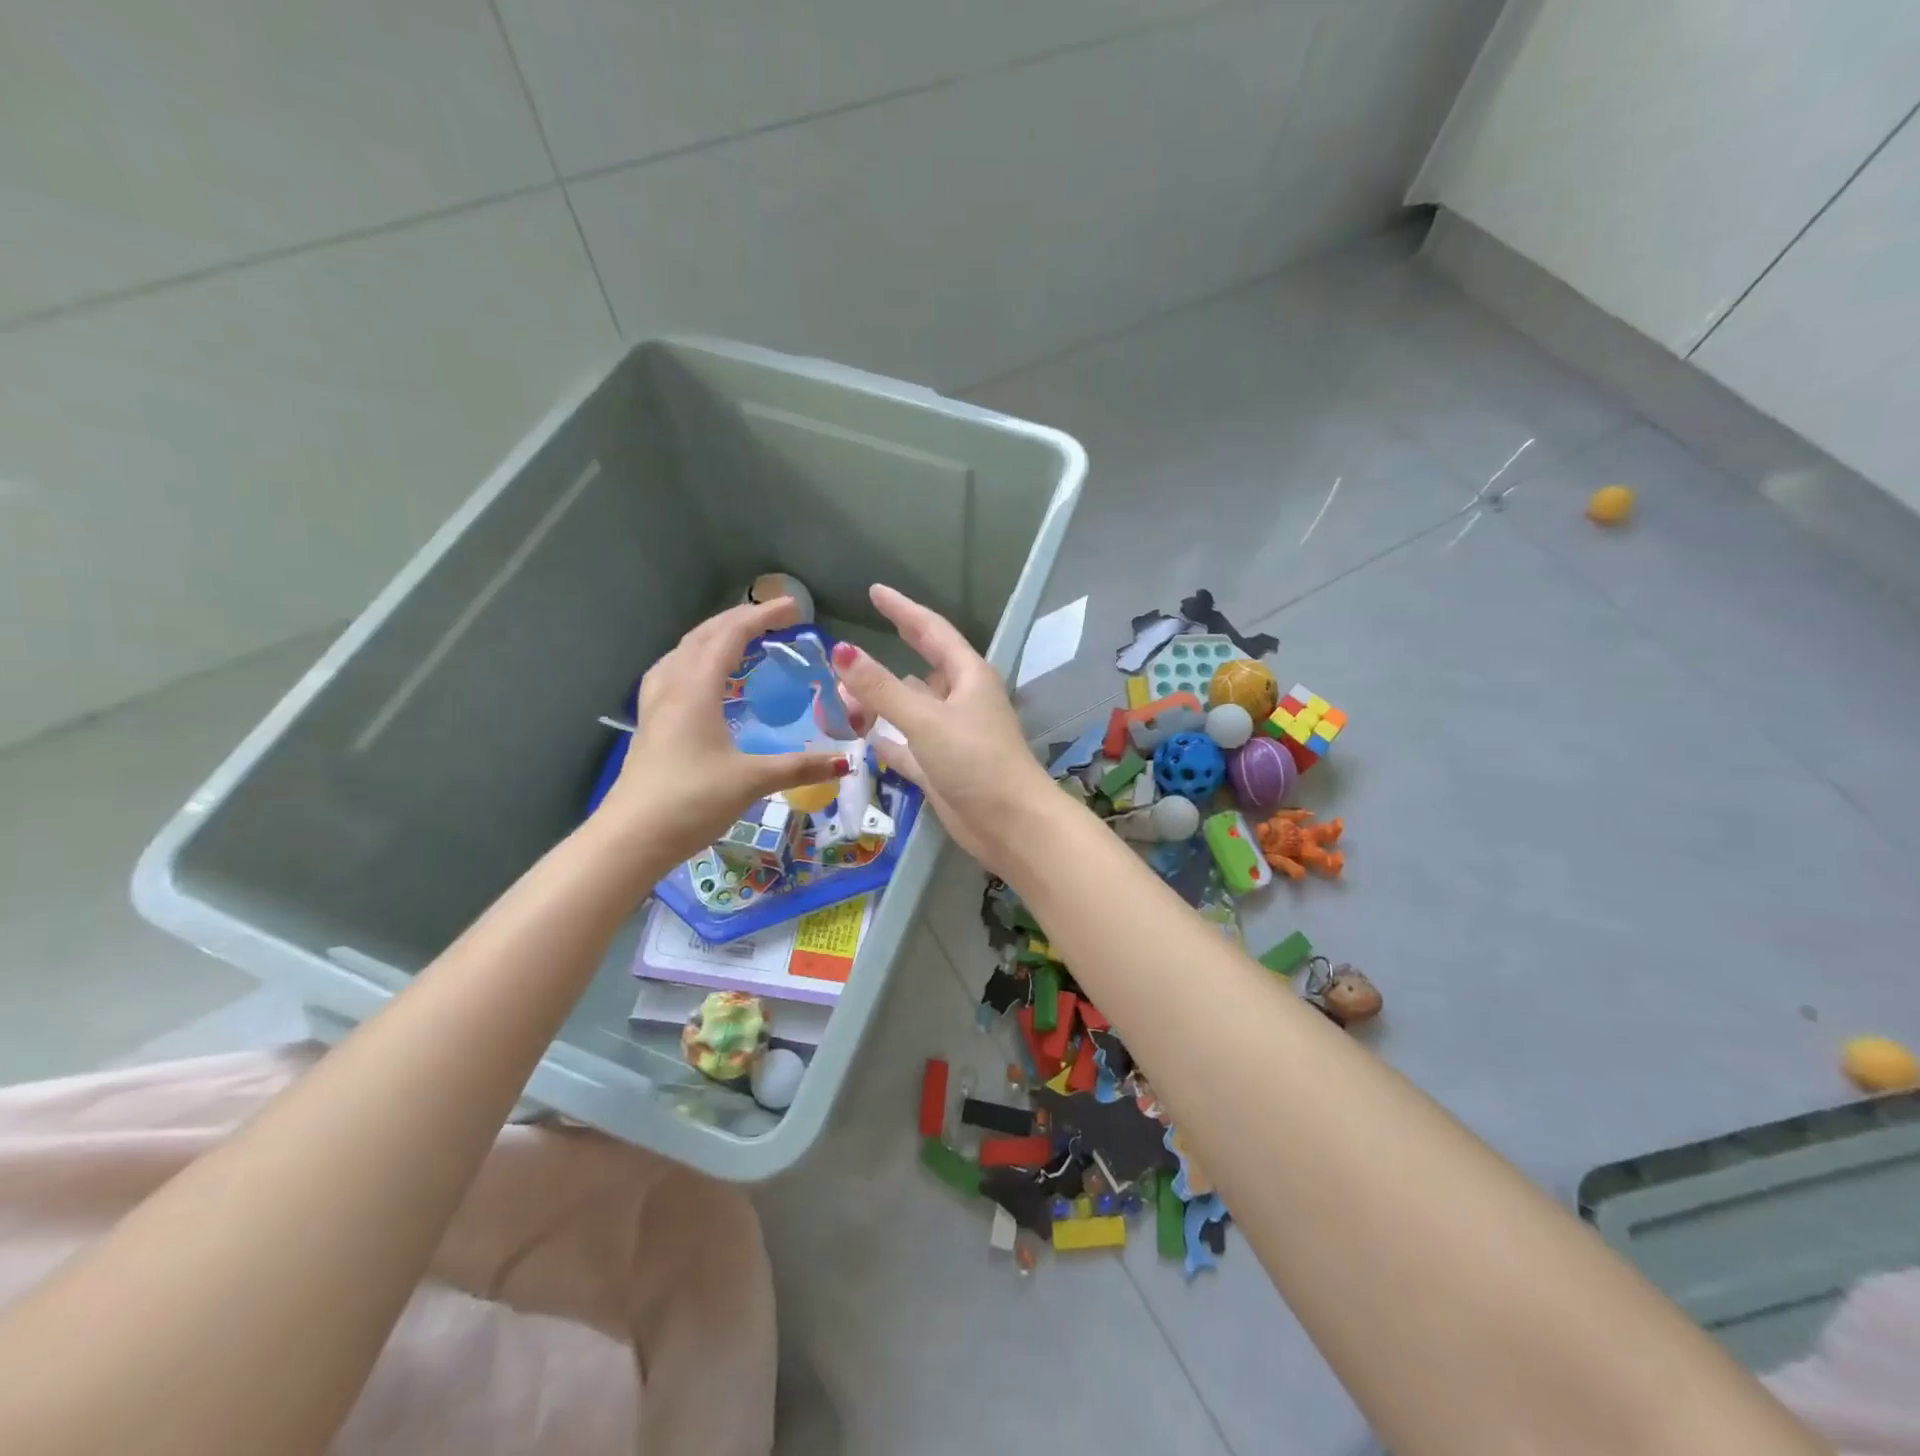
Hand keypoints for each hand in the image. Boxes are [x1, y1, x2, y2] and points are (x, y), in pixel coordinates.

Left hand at [601, 598, 849, 865]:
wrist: (631, 838)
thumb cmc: (691, 801)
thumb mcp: (751, 781)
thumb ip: (799, 767)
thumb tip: (844, 762)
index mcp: (696, 689)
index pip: (729, 636)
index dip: (762, 616)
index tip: (794, 608)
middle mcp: (672, 687)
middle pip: (702, 636)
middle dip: (738, 619)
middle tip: (773, 619)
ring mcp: (656, 706)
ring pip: (682, 652)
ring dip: (712, 637)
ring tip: (739, 640)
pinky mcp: (650, 725)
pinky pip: (673, 673)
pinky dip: (695, 661)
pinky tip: (703, 680)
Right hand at [830, 584, 1056, 874]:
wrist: (1010, 823)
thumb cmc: (975, 760)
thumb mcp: (925, 719)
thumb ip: (881, 687)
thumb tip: (841, 651)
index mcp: (968, 677)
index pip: (931, 631)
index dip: (903, 610)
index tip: (875, 592)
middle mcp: (961, 701)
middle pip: (919, 670)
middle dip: (887, 660)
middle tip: (849, 652)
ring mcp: (951, 736)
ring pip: (910, 709)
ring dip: (881, 703)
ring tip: (843, 696)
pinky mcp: (942, 768)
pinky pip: (907, 746)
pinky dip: (888, 740)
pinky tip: (865, 738)